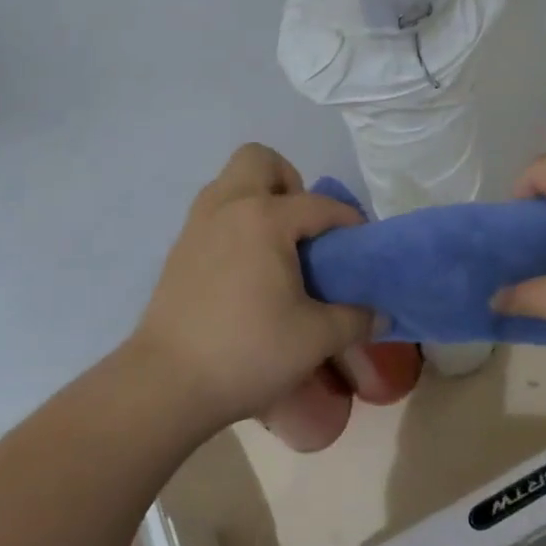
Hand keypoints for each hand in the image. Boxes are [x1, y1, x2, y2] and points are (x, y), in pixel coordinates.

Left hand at [132, 144, 375, 432]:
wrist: (165, 385)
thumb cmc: (246, 352)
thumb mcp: (314, 339)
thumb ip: (354, 319)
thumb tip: (380, 314)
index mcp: (265, 218)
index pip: (319, 205)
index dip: (347, 221)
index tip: (361, 244)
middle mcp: (229, 206)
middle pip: (260, 160)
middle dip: (288, 182)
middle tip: (302, 226)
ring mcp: (198, 224)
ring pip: (231, 182)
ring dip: (258, 198)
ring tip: (276, 245)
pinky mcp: (179, 248)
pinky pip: (214, 212)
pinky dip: (236, 222)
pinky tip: (246, 268)